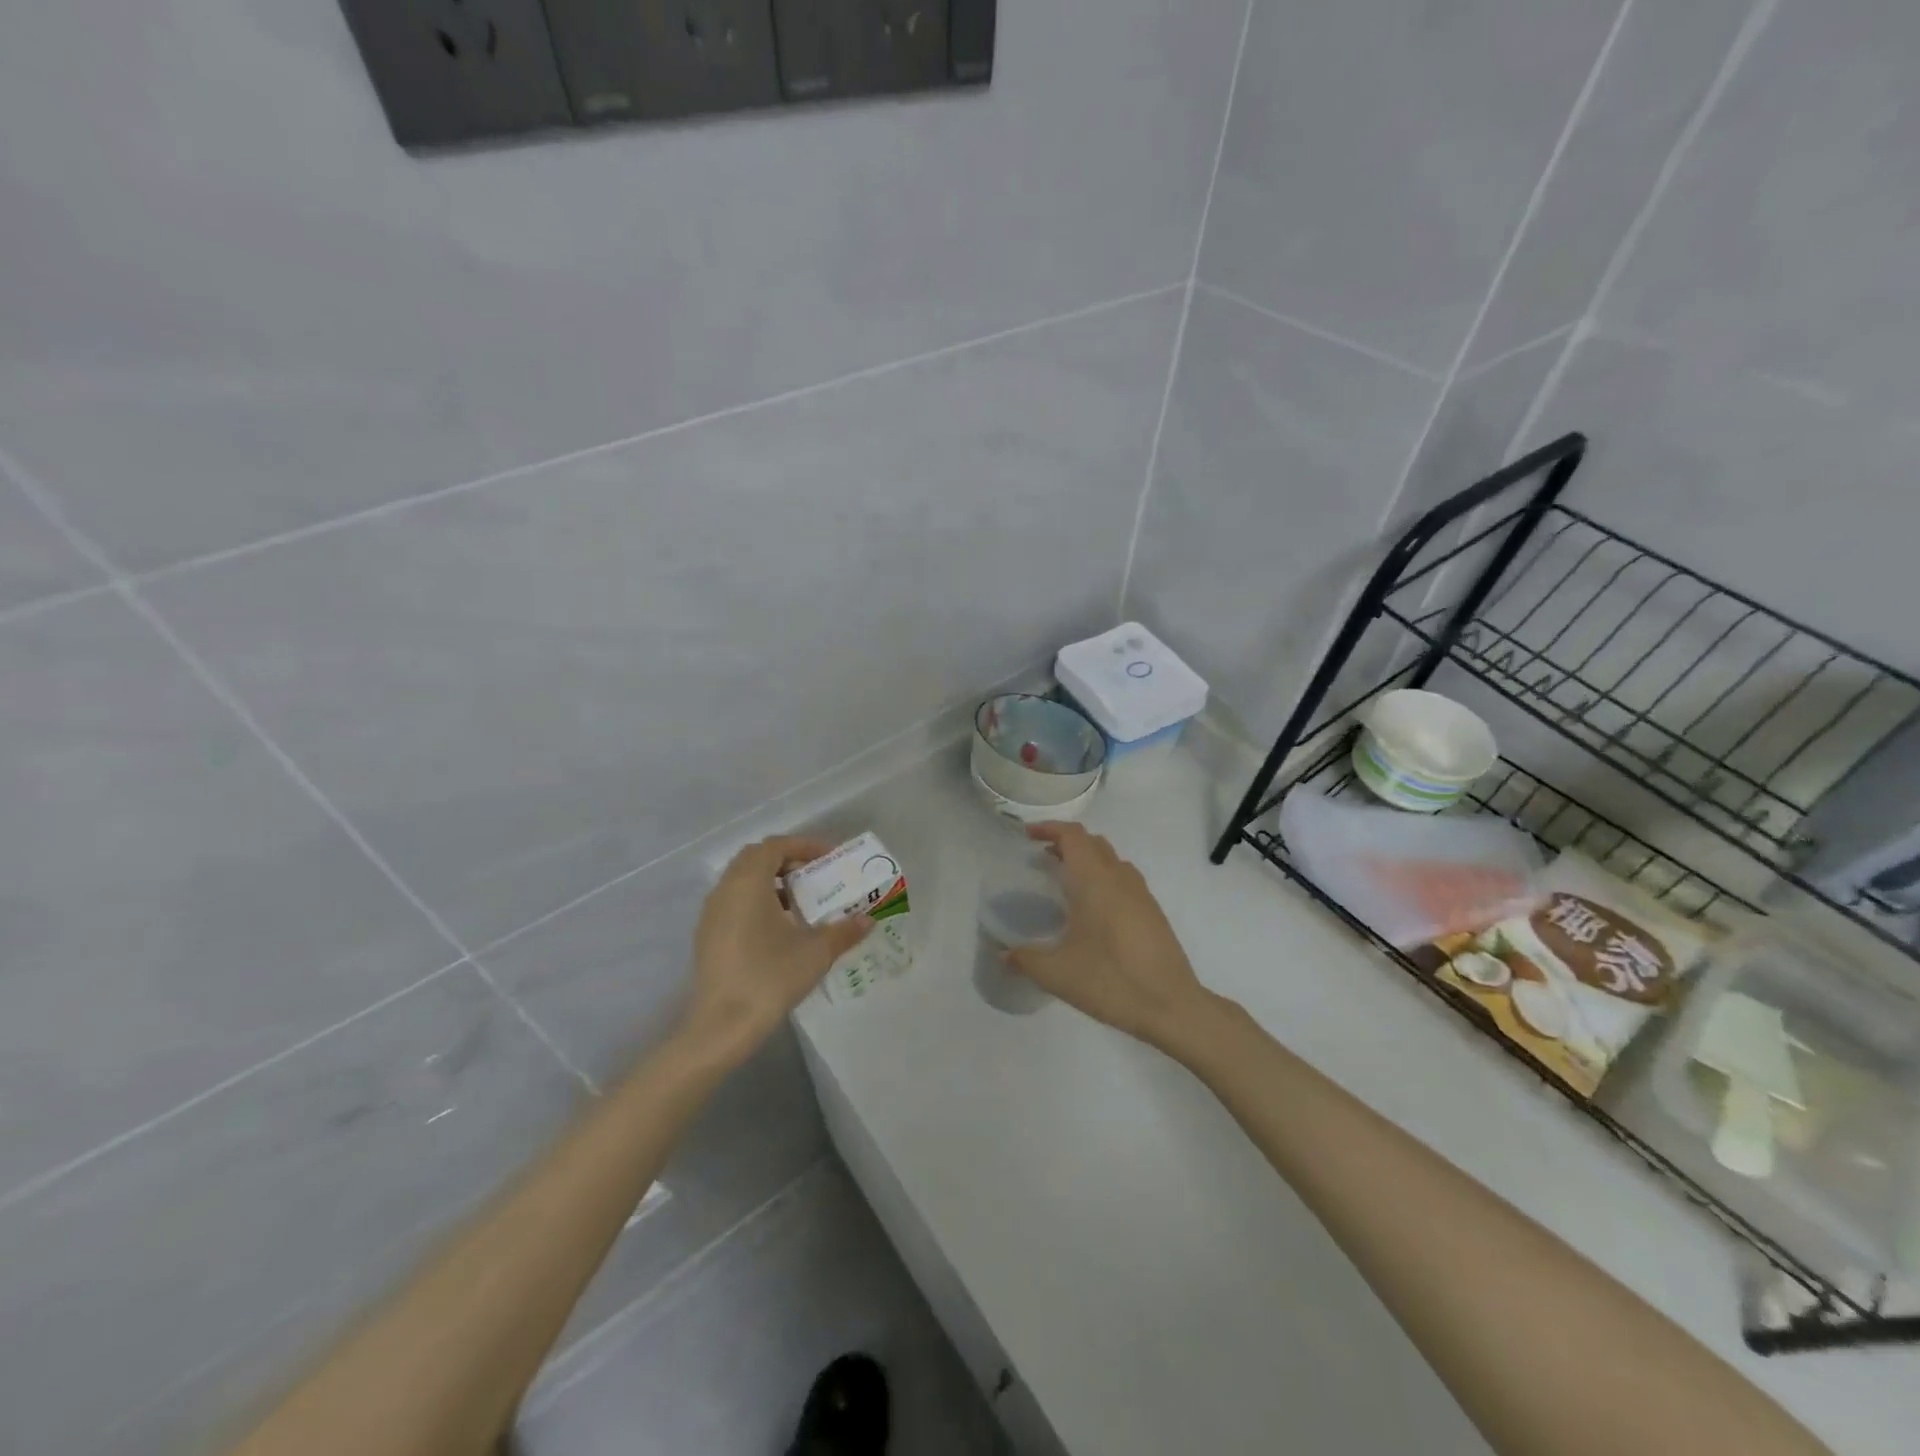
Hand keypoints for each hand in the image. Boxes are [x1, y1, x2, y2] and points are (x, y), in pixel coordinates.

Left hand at [682, 836, 871, 1064]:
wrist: (722, 1026)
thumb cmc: (770, 977)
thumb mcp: (816, 952)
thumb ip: (844, 931)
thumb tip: (868, 920)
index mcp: (748, 882)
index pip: (775, 846)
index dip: (803, 845)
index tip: (829, 857)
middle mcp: (725, 889)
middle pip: (755, 858)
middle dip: (787, 860)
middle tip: (815, 876)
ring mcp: (711, 914)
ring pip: (742, 881)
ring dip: (772, 882)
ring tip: (802, 903)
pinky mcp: (707, 936)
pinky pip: (734, 902)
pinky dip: (757, 901)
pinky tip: (779, 929)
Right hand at [1005, 823, 1216, 1053]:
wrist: (1172, 1006)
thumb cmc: (1110, 981)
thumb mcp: (1057, 974)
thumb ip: (1025, 960)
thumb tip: (1003, 954)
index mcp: (1094, 881)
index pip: (1072, 836)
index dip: (1049, 828)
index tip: (1027, 835)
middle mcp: (1119, 878)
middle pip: (1092, 842)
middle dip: (1066, 842)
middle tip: (1042, 858)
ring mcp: (1140, 893)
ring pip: (1111, 859)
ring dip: (1087, 858)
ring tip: (1065, 880)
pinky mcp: (1152, 912)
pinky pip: (1123, 878)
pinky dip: (1103, 876)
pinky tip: (1093, 909)